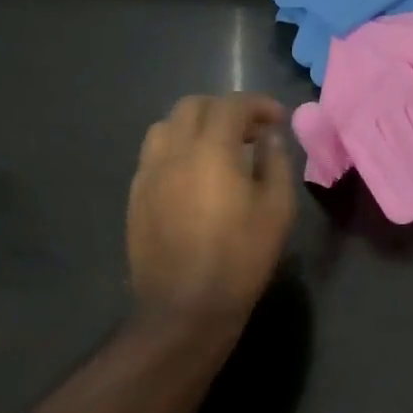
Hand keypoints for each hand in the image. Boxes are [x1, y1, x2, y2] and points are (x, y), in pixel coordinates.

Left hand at [129, 93, 295, 326]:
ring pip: (167, 126)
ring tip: (218, 147)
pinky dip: (177, 148)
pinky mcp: (135, 195)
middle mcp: (174, 151)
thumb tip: (269, 137)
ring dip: (195, 125)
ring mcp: (149, 173)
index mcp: (211, 150)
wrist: (184, 308)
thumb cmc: (240, 257)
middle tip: (249, 131)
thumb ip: (276, 162)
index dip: (258, 104)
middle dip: (225, 109)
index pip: (232, 105)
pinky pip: (154, 154)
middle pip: (193, 106)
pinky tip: (193, 174)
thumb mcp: (277, 209)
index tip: (277, 119)